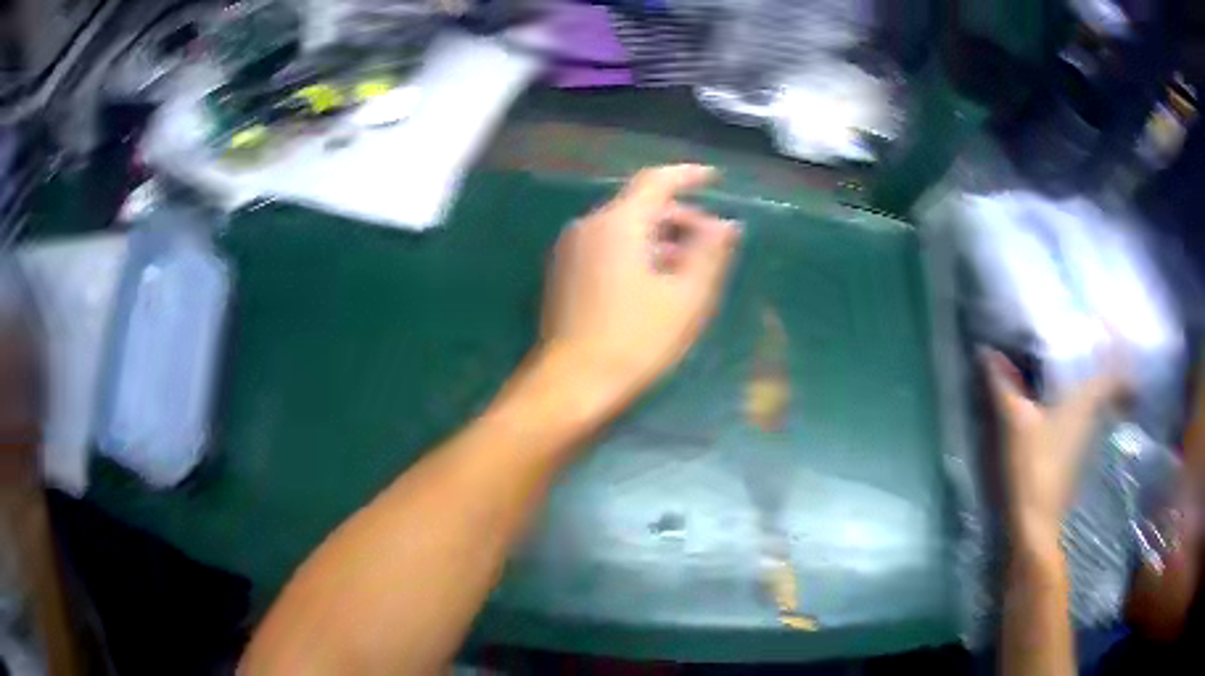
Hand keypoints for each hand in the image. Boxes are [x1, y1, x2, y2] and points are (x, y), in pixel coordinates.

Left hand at [538, 165, 740, 412]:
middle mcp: (590, 225)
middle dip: (681, 218)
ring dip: (661, 238)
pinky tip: (656, 282)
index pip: (657, 181)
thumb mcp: (686, 297)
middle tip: (712, 243)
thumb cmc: (635, 340)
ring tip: (689, 268)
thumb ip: (710, 253)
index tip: (715, 178)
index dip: (689, 175)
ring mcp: (573, 249)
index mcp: (618, 223)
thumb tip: (727, 225)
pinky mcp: (566, 271)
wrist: (573, 382)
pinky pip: (609, 246)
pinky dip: (638, 251)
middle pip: (641, 206)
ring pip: (625, 227)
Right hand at [984, 350, 1124, 546]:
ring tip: (1075, 363)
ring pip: (1099, 400)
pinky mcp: (1076, 453)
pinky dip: (1081, 403)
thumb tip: (988, 351)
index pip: (1117, 372)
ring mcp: (1087, 437)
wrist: (1035, 522)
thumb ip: (1003, 385)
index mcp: (1086, 400)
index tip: (1112, 332)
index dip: (1121, 352)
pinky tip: (1062, 400)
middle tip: (1091, 341)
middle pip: (1110, 385)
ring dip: (1094, 382)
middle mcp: (1094, 415)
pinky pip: (1087, 415)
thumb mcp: (1015, 421)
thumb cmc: (1033, 465)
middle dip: (1107, 363)